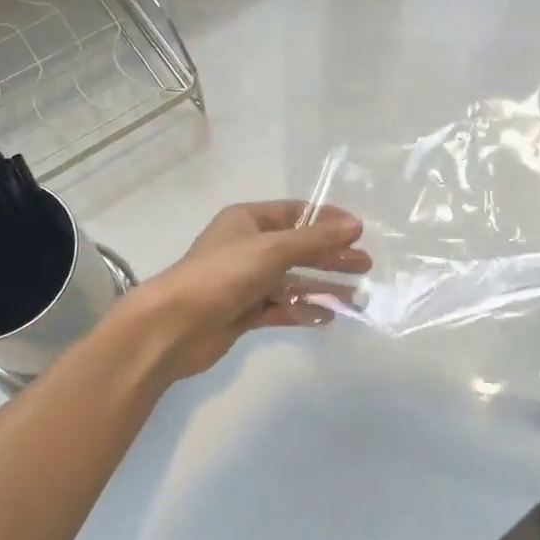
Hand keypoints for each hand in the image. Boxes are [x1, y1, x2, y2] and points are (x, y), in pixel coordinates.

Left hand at [114, 201, 368, 382]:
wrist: (173, 326)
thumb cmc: (223, 274)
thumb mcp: (273, 249)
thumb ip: (316, 240)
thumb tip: (357, 225)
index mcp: (248, 220)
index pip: (296, 212)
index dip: (327, 220)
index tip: (358, 231)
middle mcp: (248, 247)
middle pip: (298, 247)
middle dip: (331, 255)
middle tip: (365, 265)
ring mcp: (245, 281)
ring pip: (292, 280)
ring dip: (322, 286)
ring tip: (357, 295)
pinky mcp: (243, 313)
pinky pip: (280, 308)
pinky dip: (303, 311)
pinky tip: (328, 317)